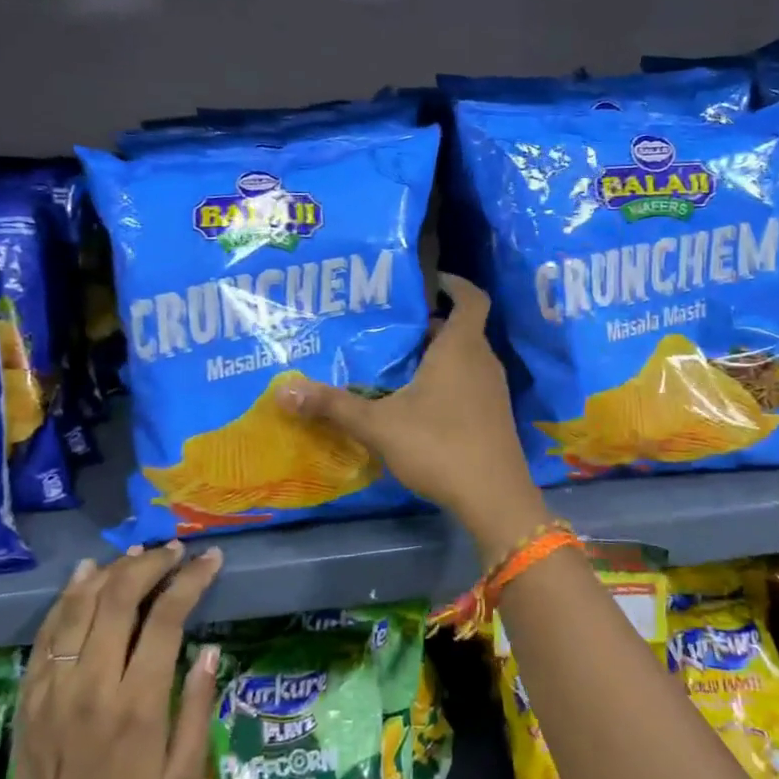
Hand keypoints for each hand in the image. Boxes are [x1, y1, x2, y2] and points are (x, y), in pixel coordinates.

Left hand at [15, 544, 223, 778]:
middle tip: (174, 551)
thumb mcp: (182, 777)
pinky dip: (68, 595)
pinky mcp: (30, 693)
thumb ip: (196, 708)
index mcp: (138, 703)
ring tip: (138, 554)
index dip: (191, 579)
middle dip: (151, 563)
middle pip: (119, 597)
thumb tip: (209, 650)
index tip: (210, 559)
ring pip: (80, 605)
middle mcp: (94, 684)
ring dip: (112, 570)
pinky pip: (48, 630)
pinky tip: (86, 573)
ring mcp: (55, 686)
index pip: (166, 618)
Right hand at [275, 274, 547, 560]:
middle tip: (390, 327)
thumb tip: (284, 390)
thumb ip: (333, 406)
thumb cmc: (439, 446)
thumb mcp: (379, 425)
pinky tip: (417, 402)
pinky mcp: (493, 416)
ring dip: (437, 354)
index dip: (454, 283)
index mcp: (461, 347)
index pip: (471, 297)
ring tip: (396, 362)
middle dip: (429, 324)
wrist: (494, 498)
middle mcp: (482, 361)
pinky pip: (469, 382)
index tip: (429, 280)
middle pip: (461, 329)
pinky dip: (447, 380)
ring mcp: (492, 390)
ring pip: (464, 358)